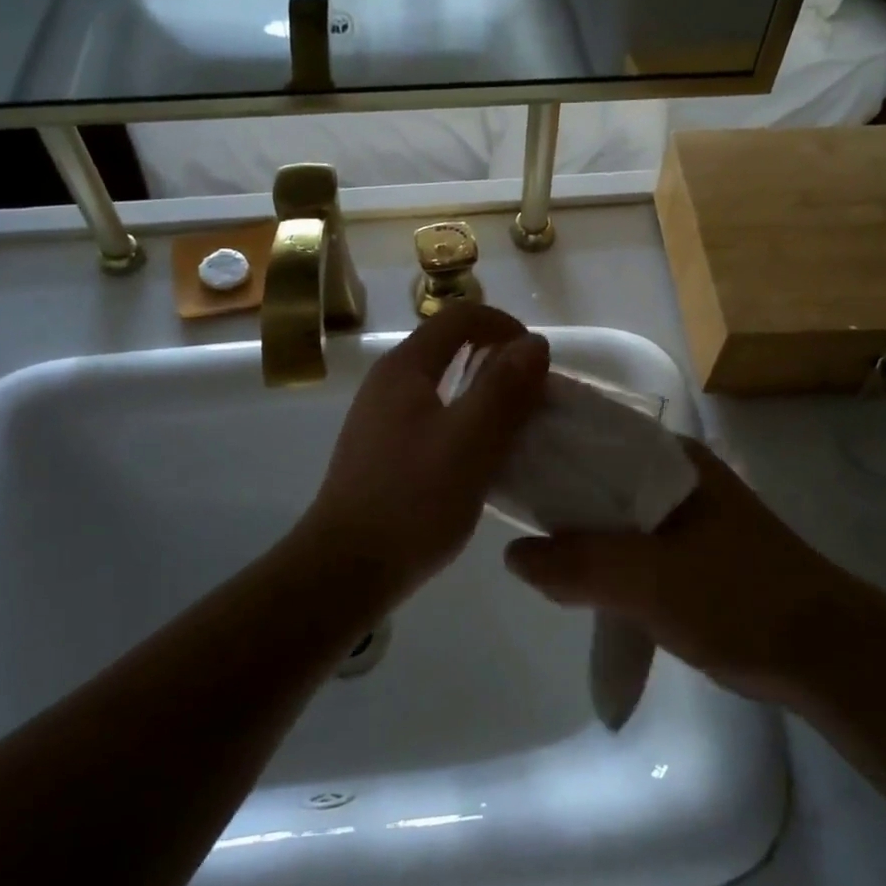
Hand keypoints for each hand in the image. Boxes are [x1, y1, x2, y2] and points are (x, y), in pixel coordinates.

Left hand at [305, 303, 549, 591]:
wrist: (348, 568)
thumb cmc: (413, 499)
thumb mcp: (471, 439)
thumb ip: (504, 387)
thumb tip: (533, 343)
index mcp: (405, 368)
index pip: (460, 316)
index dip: (504, 325)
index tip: (537, 360)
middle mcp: (388, 382)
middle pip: (450, 346)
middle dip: (497, 359)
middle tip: (533, 395)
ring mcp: (380, 417)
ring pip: (442, 384)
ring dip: (483, 392)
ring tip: (515, 426)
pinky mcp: (382, 450)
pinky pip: (433, 416)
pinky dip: (464, 420)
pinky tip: (481, 457)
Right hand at [504, 440, 842, 702]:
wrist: (828, 656)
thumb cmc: (740, 601)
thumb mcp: (651, 582)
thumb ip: (580, 565)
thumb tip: (512, 554)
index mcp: (671, 458)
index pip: (593, 431)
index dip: (546, 442)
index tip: (499, 459)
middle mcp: (676, 474)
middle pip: (598, 473)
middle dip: (555, 491)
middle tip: (504, 506)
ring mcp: (685, 513)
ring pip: (612, 510)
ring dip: (577, 527)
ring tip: (527, 542)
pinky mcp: (690, 552)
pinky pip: (629, 541)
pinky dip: (600, 554)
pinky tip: (573, 576)